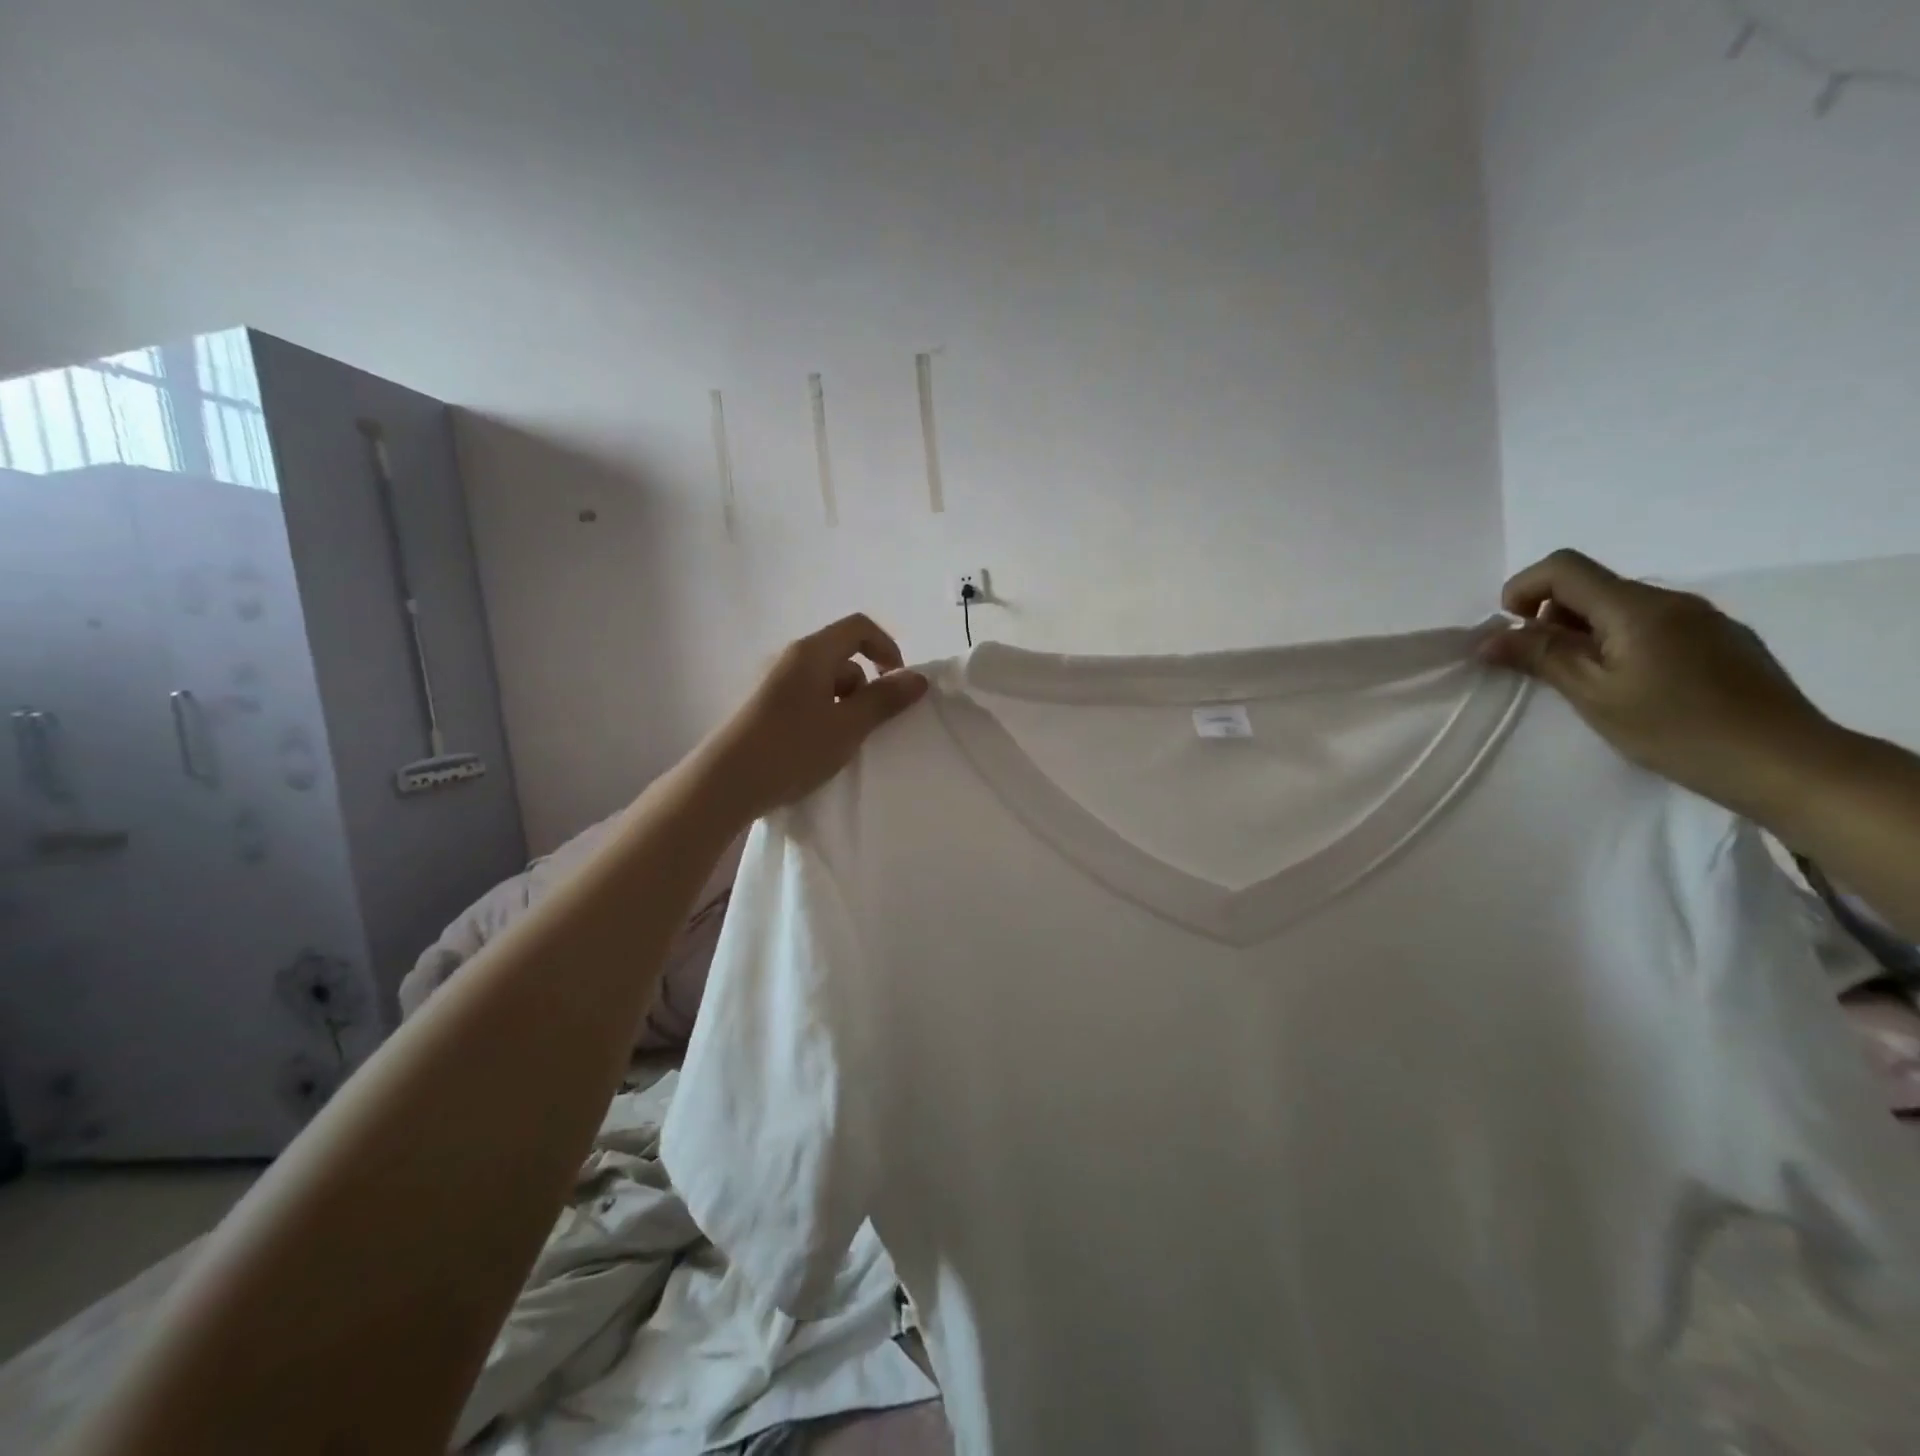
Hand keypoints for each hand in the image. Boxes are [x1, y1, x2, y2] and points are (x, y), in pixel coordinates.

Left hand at [690, 614, 928, 825]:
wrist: (723, 783)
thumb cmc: (791, 749)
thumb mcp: (848, 726)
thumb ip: (885, 700)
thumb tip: (917, 678)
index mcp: (811, 652)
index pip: (859, 627)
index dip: (887, 648)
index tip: (898, 685)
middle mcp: (788, 658)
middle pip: (841, 655)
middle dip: (865, 686)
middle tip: (868, 725)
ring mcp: (769, 681)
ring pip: (822, 681)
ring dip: (842, 705)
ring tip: (840, 743)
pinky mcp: (759, 706)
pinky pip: (803, 699)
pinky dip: (821, 715)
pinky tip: (815, 750)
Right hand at [1480, 549, 1836, 818]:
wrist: (1785, 761)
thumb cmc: (1675, 728)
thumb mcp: (1593, 694)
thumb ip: (1540, 657)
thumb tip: (1488, 638)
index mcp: (1636, 607)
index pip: (1563, 568)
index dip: (1522, 589)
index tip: (1511, 631)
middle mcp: (1671, 600)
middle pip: (1591, 586)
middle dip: (1550, 617)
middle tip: (1543, 667)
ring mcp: (1702, 618)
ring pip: (1620, 607)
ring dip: (1584, 632)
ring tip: (1585, 682)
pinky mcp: (1720, 640)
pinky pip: (1652, 625)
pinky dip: (1619, 643)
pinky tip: (1631, 686)